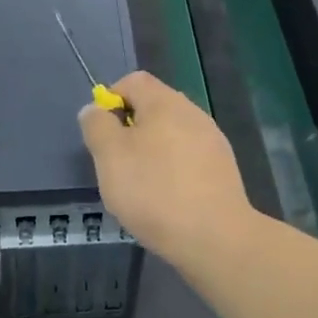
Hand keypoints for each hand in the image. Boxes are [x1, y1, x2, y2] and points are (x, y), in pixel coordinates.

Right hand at [77, 71, 251, 266]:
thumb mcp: (110, 156)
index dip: (112, 98)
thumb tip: (95, 109)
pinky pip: (188, 158)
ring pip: (172, 134)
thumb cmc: (155, 191)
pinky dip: (174, 170)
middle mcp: (192, 112)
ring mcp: (212, 139)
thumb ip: (97, 126)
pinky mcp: (222, 167)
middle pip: (154, 106)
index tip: (102, 133)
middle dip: (131, 129)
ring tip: (142, 187)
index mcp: (164, 101)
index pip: (133, 80)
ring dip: (153, 152)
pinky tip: (168, 200)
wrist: (216, 237)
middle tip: (118, 164)